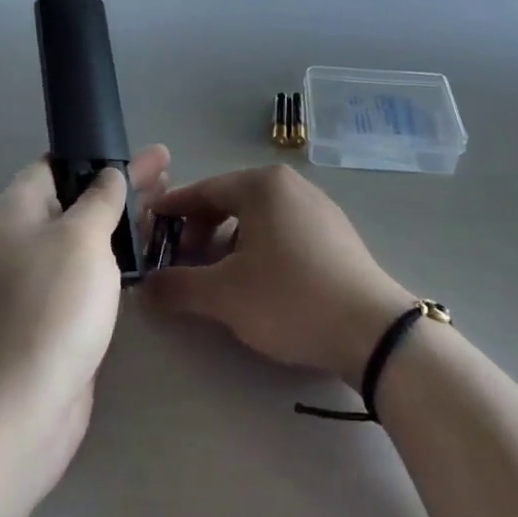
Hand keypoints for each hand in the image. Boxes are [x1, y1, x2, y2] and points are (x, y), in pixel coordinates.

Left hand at [0, 146, 169, 484]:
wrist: (21, 408)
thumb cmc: (51, 307)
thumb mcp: (81, 237)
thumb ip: (100, 199)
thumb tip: (109, 175)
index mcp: (18, 211)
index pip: (52, 165)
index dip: (92, 152)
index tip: (133, 148)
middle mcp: (24, 240)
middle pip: (77, 198)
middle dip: (121, 183)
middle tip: (167, 168)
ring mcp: (40, 279)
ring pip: (89, 235)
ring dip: (125, 218)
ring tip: (168, 203)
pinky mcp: (58, 313)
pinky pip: (93, 269)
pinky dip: (120, 256)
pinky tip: (150, 252)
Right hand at [146, 165, 411, 387]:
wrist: (372, 330)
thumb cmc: (290, 298)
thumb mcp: (225, 295)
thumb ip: (178, 286)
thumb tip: (145, 286)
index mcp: (263, 186)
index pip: (204, 190)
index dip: (173, 210)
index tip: (149, 228)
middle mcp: (292, 186)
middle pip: (231, 201)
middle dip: (201, 230)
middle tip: (181, 262)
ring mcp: (319, 208)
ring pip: (259, 218)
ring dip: (229, 243)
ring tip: (217, 277)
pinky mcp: (336, 235)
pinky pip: (284, 231)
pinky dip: (259, 248)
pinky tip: (257, 282)